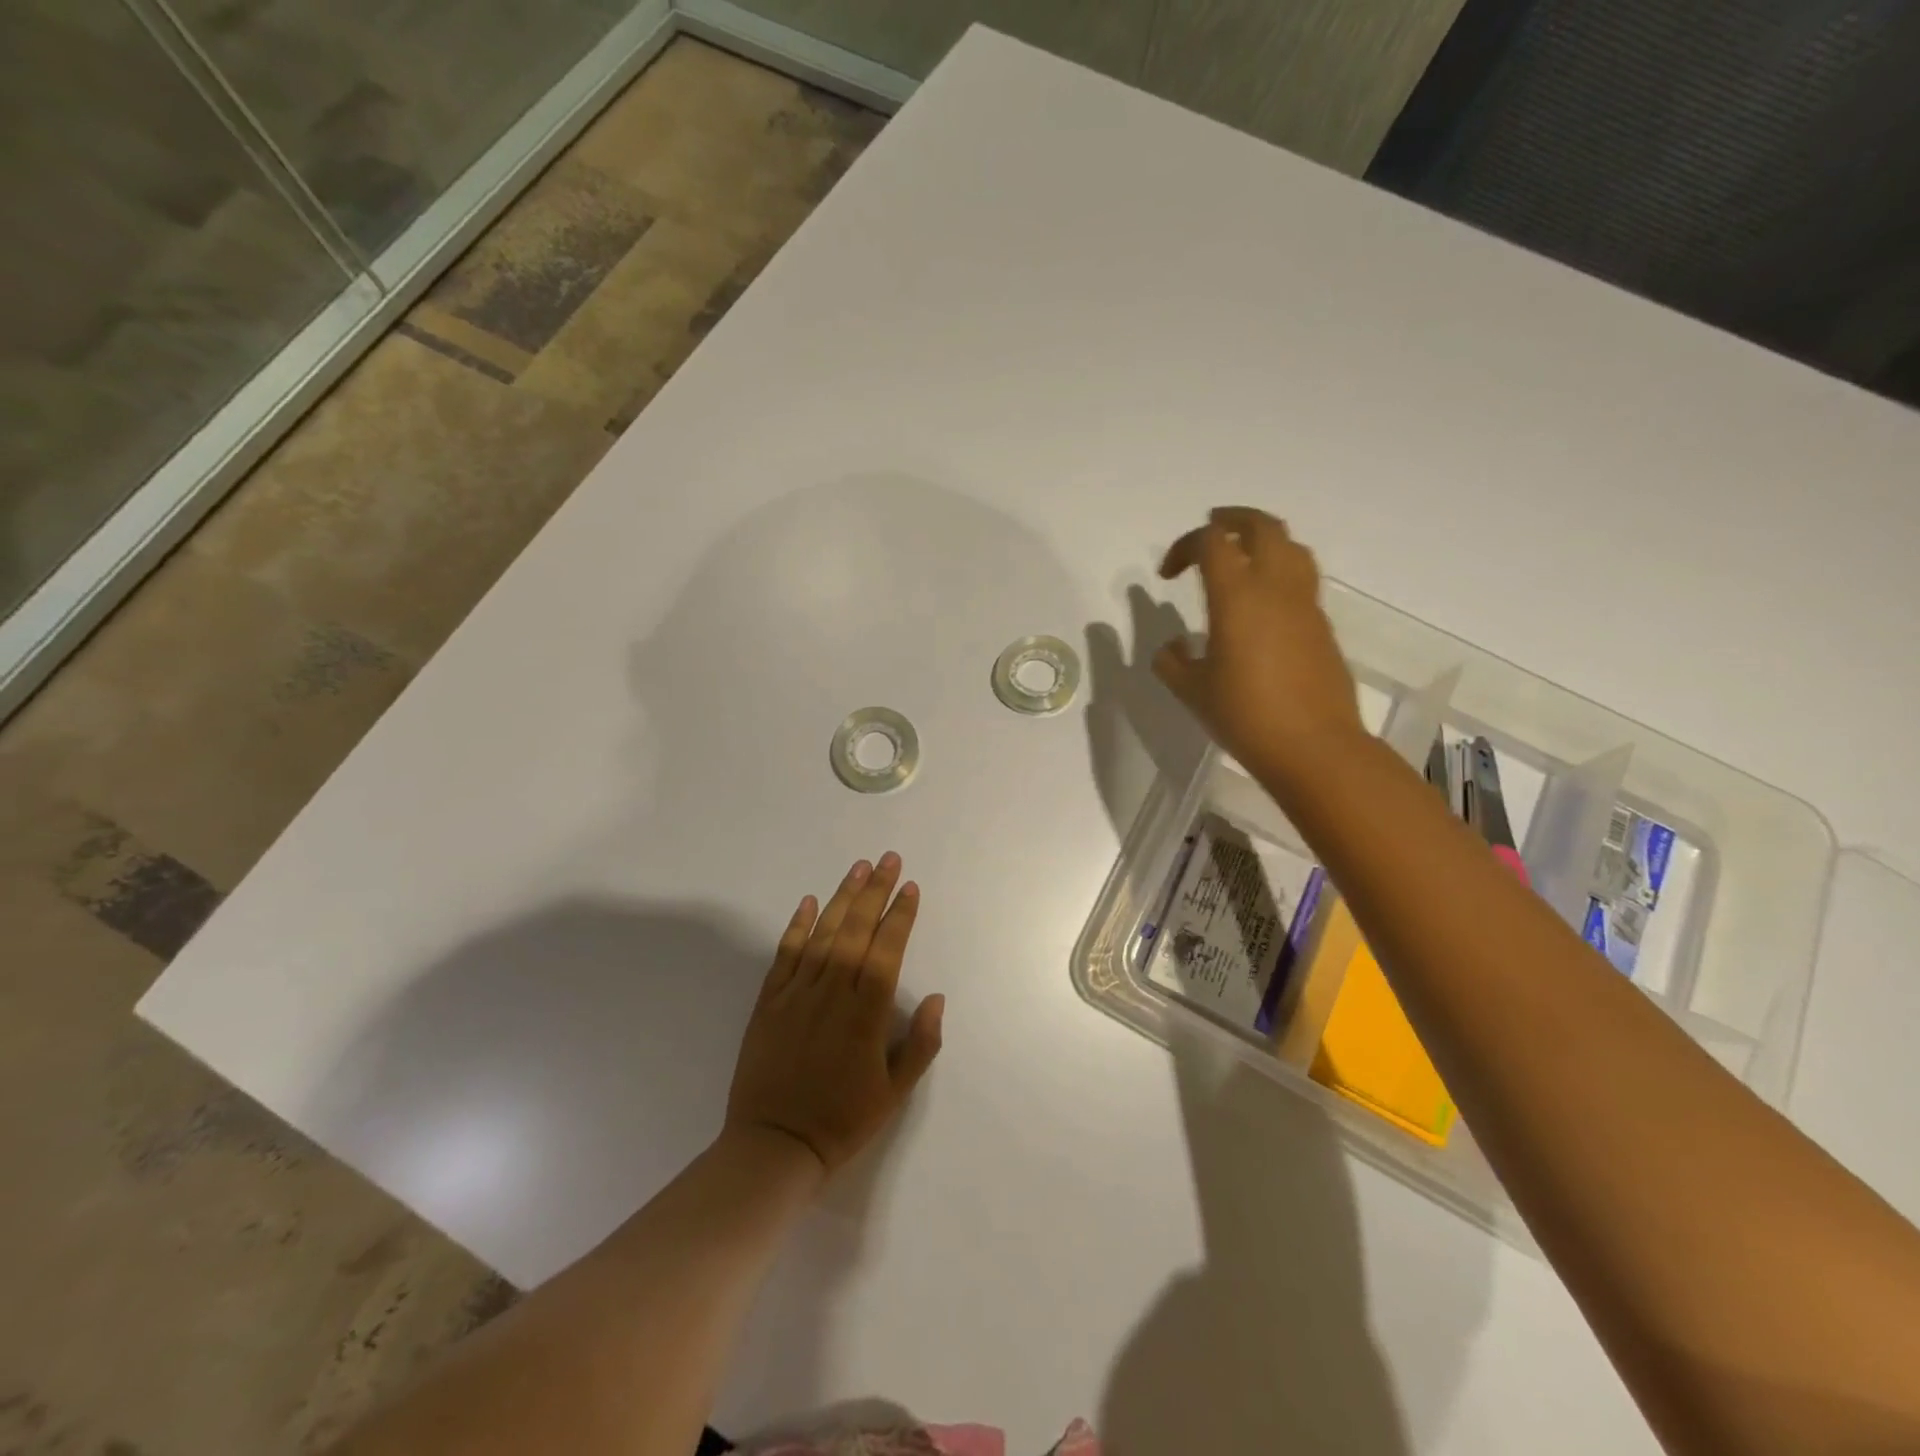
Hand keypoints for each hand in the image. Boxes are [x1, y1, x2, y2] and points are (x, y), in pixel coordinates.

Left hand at [726, 853, 943, 1176]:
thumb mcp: (895, 1093)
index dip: (900, 916)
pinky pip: (786, 954)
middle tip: (888, 859)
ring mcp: (797, 993)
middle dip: (875, 891)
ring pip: (823, 934)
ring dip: (842, 897)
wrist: (774, 1146)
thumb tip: (937, 998)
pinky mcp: (769, 1001)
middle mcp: (833, 993)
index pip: (887, 950)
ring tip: (858, 868)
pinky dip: (798, 925)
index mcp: (867, 1014)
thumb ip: (921, 1044)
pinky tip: (810, 902)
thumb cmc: (842, 1121)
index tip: (909, 887)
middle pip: (857, 930)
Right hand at [1154, 506, 1362, 786]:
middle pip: (1261, 527)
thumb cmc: (1244, 716)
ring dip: (1263, 539)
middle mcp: (1275, 588)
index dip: (1185, 546)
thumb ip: (1172, 662)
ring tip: (1242, 554)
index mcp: (1237, 597)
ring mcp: (1305, 605)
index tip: (1168, 575)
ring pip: (1291, 547)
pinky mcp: (1322, 626)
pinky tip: (1261, 603)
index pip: (1212, 542)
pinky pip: (1301, 579)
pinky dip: (1279, 571)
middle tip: (1211, 527)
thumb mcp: (1192, 691)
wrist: (1314, 746)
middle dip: (1233, 519)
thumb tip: (1172, 648)